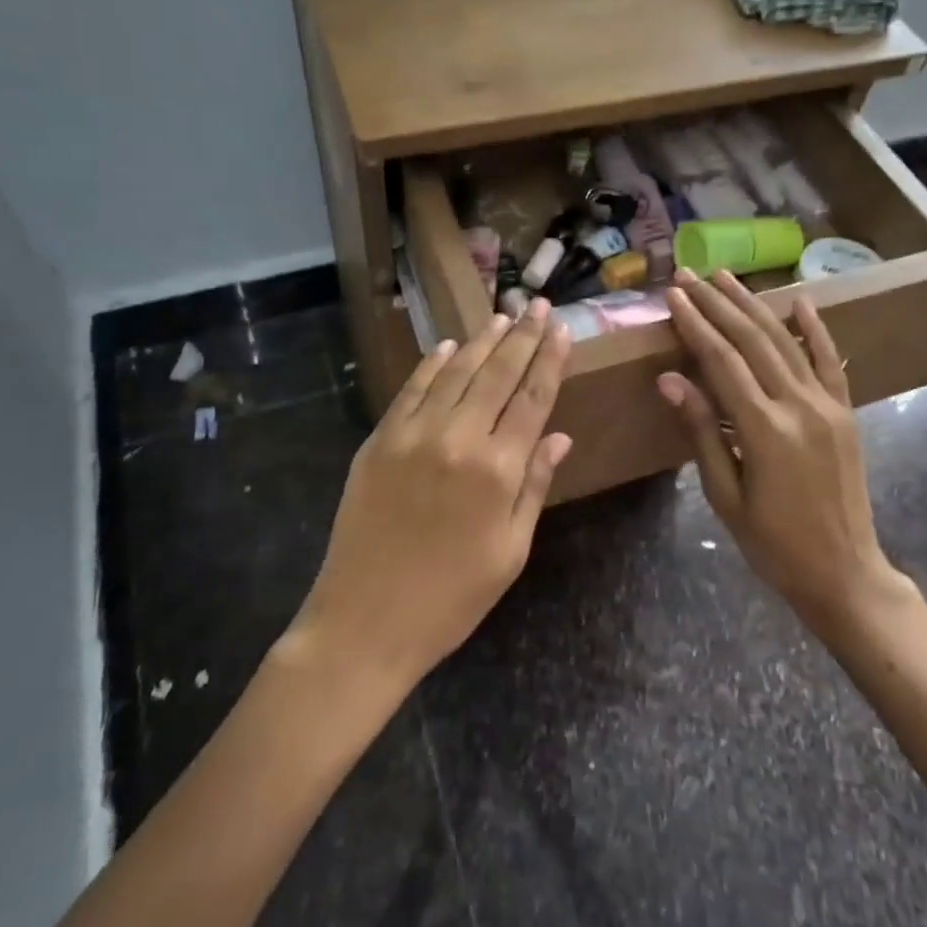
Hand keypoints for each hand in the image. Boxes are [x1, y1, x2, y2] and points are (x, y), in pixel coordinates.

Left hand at [289, 298, 573, 690]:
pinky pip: (411, 391)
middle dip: (522, 337)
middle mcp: (459, 440)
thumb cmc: (452, 598)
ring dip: (482, 343)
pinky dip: (432, 366)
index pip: (533, 399)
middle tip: (536, 304)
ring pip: (456, 374)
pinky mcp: (379, 441)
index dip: (549, 360)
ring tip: (501, 318)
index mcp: (498, 470)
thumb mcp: (510, 551)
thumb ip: (535, 486)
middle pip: (498, 375)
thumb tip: (560, 437)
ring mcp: (414, 436)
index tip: (561, 329)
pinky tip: (449, 347)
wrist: (366, 621)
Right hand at [658, 269, 911, 630]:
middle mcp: (799, 405)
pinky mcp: (845, 412)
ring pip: (786, 341)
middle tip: (690, 276)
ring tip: (727, 278)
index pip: (722, 361)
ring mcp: (828, 405)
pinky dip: (814, 329)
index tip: (674, 296)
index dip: (695, 325)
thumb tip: (670, 379)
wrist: (845, 572)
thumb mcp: (725, 496)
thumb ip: (702, 431)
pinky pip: (829, 361)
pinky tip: (800, 300)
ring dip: (754, 306)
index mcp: (764, 429)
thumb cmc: (773, 544)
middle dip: (718, 304)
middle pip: (752, 340)